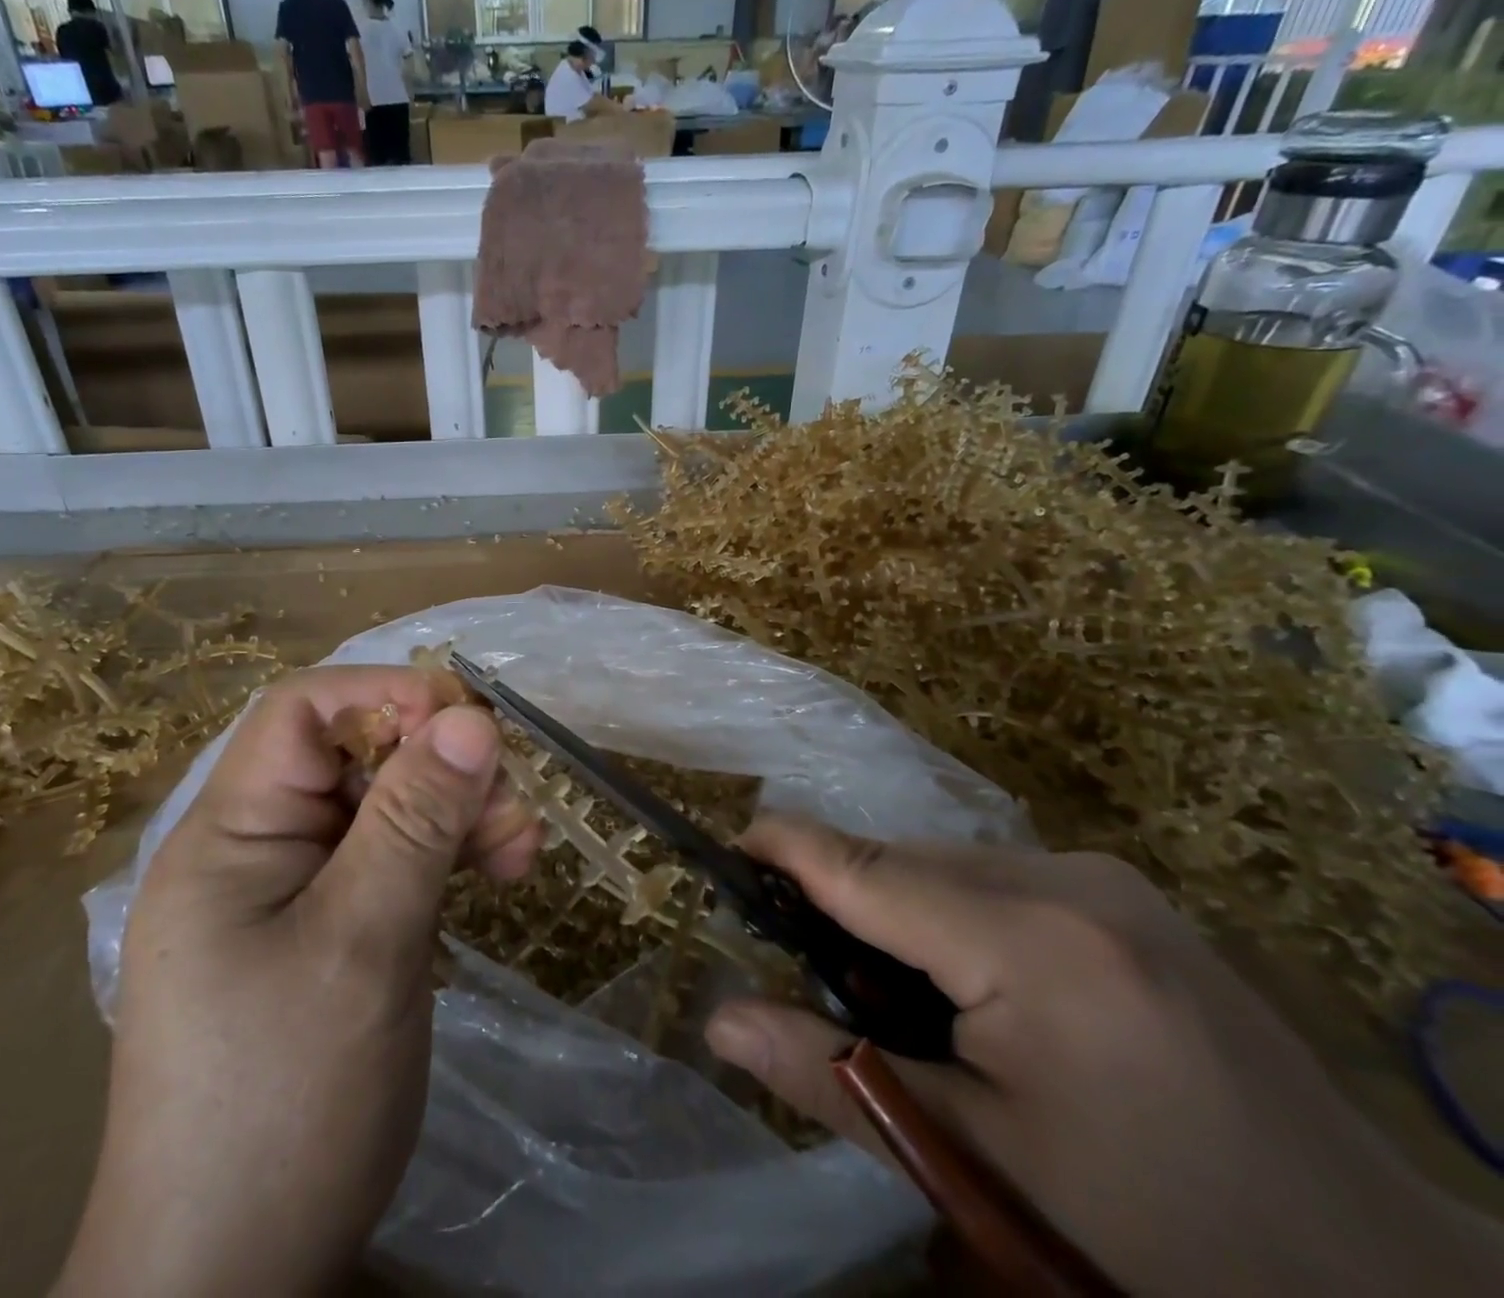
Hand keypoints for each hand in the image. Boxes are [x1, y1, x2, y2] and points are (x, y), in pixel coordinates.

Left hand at [56, 667, 538, 1297]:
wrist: (235, 1280)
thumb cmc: (286, 1100)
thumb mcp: (363, 943)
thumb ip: (415, 821)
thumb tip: (474, 717)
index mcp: (231, 832)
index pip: (303, 710)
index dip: (388, 696)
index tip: (471, 725)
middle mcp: (258, 847)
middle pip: (355, 756)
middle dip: (440, 766)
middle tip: (511, 809)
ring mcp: (294, 891)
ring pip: (386, 807)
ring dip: (456, 812)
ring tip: (520, 851)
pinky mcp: (330, 930)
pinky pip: (393, 861)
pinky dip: (446, 856)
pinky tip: (495, 874)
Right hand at [706, 819, 1503, 1297]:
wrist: (1384, 1290)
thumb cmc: (1160, 1242)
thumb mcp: (978, 1166)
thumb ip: (833, 1076)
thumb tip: (719, 1019)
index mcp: (1032, 939)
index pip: (863, 865)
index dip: (782, 848)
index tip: (723, 854)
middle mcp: (1068, 877)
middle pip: (902, 861)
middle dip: (845, 904)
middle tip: (824, 983)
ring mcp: (1108, 879)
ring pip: (945, 866)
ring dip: (900, 914)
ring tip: (909, 1005)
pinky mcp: (1127, 896)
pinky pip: (997, 880)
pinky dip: (955, 917)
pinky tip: (980, 994)